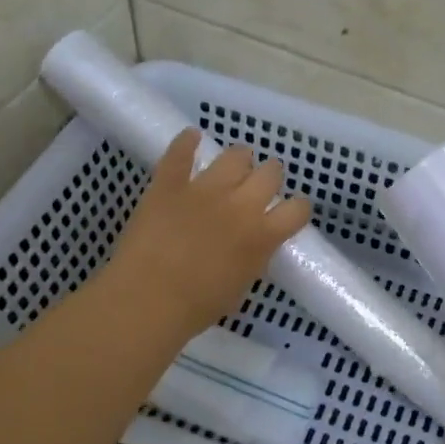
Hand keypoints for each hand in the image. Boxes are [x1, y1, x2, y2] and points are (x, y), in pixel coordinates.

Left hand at [98, 129, 313, 338]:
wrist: (146, 300)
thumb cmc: (197, 306)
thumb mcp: (241, 285)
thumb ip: (254, 256)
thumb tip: (255, 243)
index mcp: (263, 235)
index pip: (298, 209)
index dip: (296, 208)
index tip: (289, 213)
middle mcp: (241, 205)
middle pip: (271, 172)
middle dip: (269, 177)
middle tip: (258, 188)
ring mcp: (204, 189)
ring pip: (236, 155)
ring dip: (239, 160)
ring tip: (232, 168)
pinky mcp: (169, 183)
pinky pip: (180, 151)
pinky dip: (187, 141)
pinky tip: (192, 137)